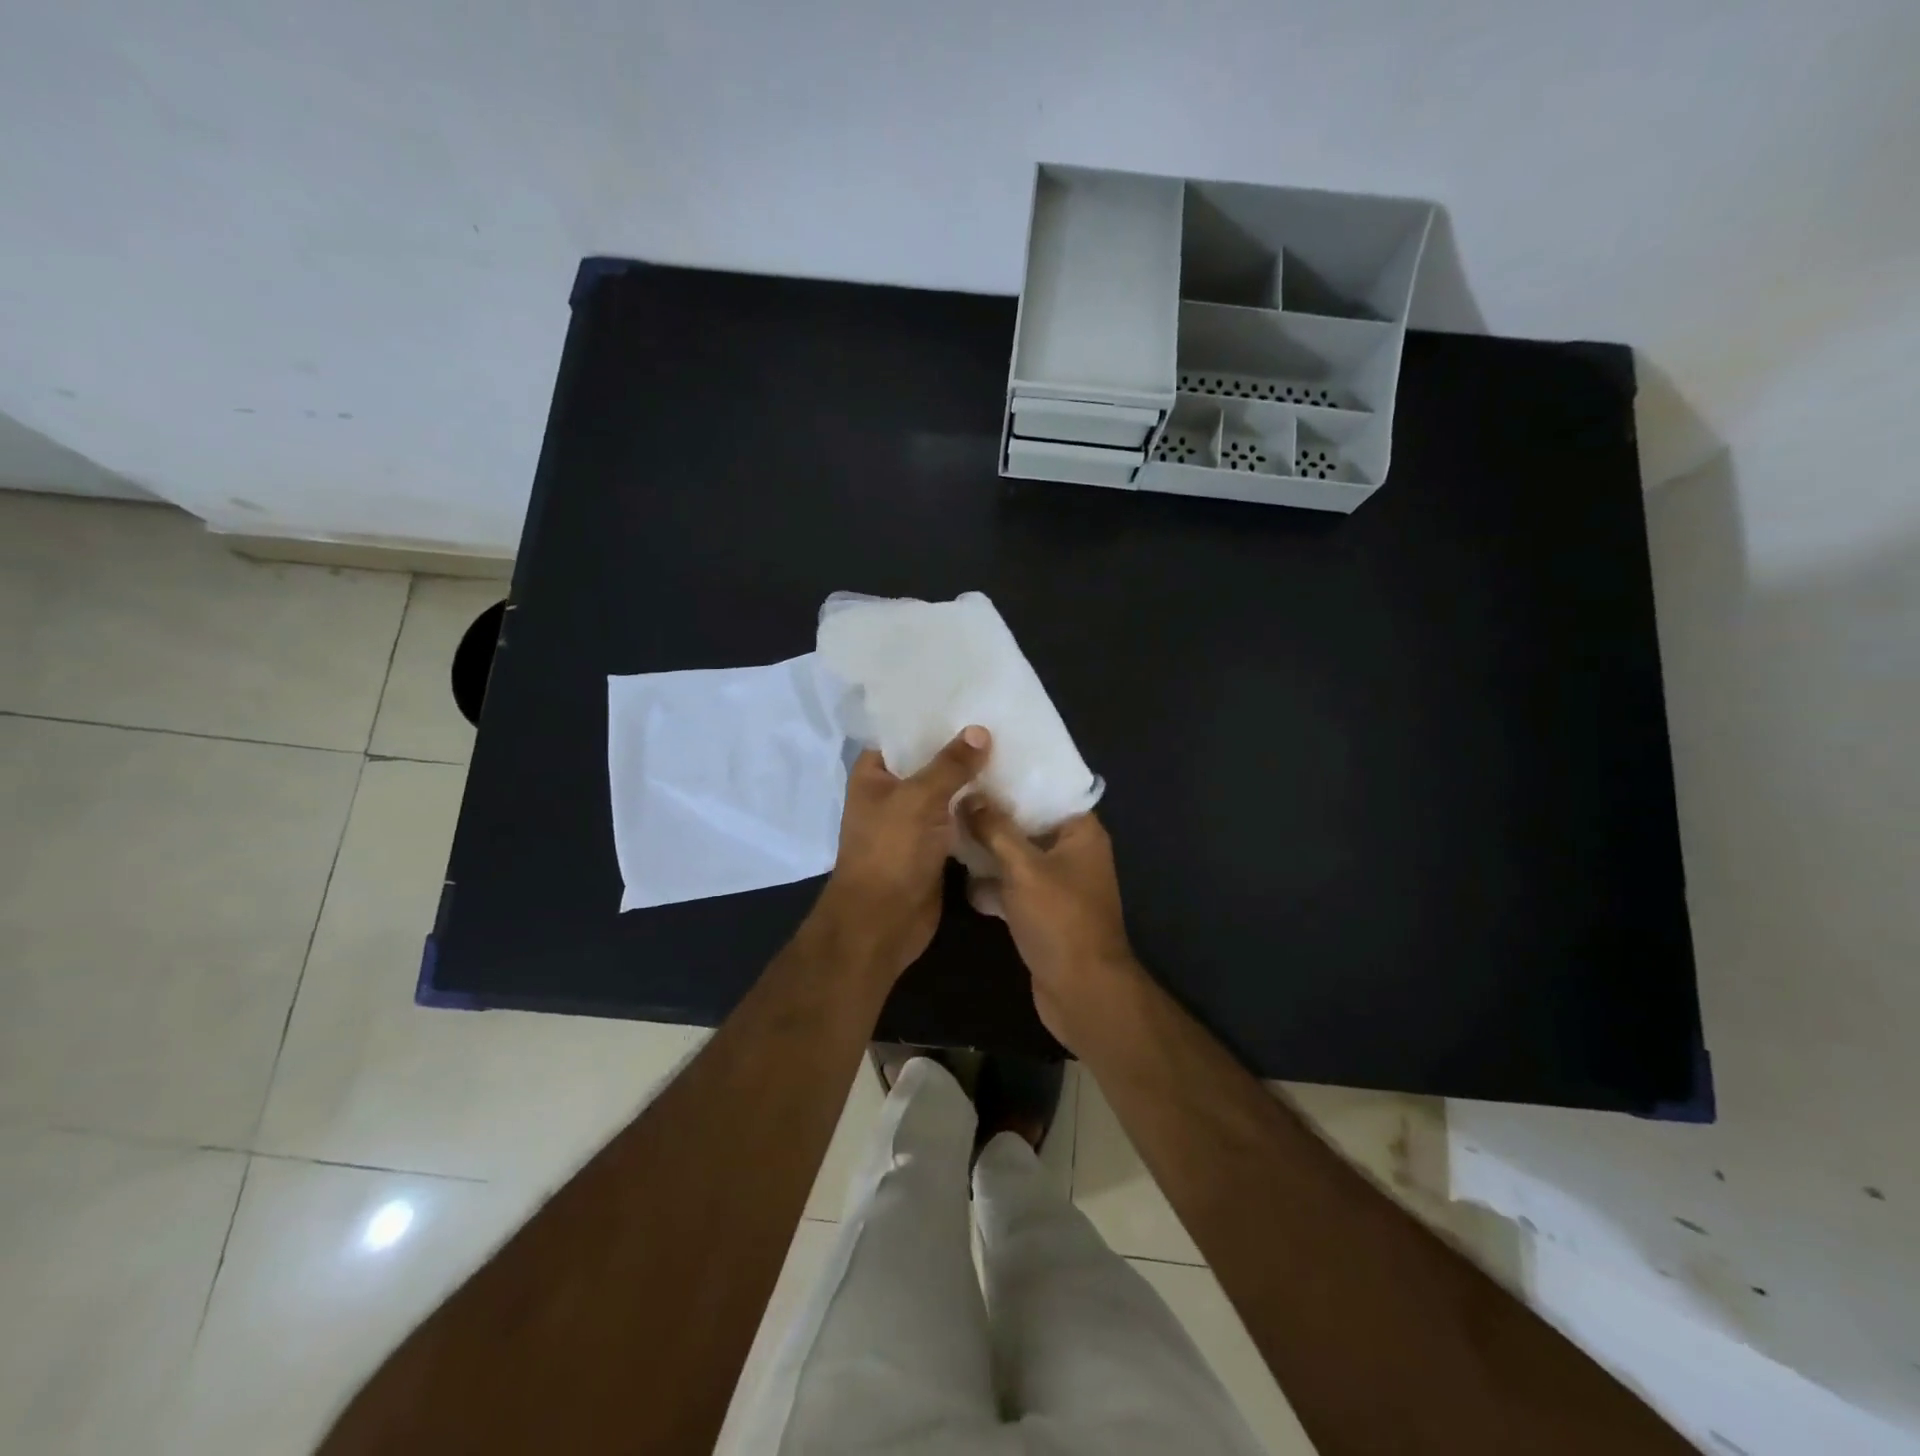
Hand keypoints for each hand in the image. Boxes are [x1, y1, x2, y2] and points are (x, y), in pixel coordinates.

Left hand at [810, 727, 991, 984]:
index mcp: (874, 774)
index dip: (933, 719)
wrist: (882, 922)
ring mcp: (914, 822)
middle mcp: (892, 794)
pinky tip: (1012, 795)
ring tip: (1015, 753)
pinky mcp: (935, 848)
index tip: (971, 702)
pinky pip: (959, 821)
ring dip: (975, 782)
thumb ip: (950, 765)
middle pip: (930, 763)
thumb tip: (979, 731)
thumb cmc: (890, 852)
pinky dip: (979, 812)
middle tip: (1004, 725)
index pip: (904, 735)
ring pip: (948, 793)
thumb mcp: (918, 799)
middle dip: (962, 750)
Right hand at [960, 801, 1146, 1053]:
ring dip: (989, 849)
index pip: (1050, 791)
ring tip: (948, 827)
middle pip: (1029, 822)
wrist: (1081, 991)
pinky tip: (959, 877)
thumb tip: (970, 796)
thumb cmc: (1059, 919)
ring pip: (1018, 855)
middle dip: (994, 813)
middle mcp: (1073, 852)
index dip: (1017, 778)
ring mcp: (1057, 884)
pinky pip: (1013, 885)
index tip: (981, 763)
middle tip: (955, 793)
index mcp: (1081, 833)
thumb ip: (995, 829)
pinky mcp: (1041, 911)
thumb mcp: (1023, 867)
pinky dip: (992, 883)